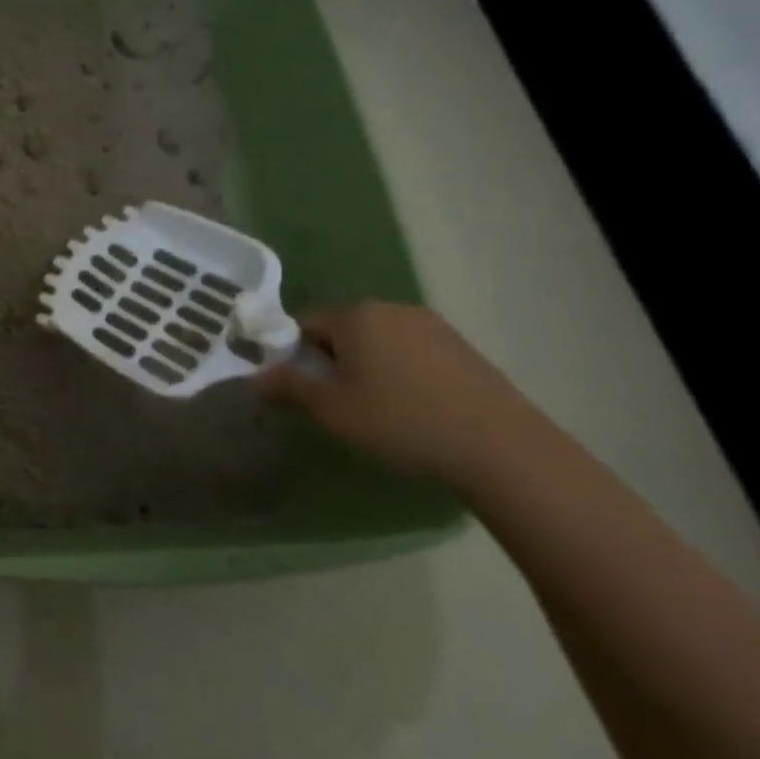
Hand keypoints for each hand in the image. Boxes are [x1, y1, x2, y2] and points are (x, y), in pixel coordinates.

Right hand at [256, 301, 547, 483]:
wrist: (505, 450)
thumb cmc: (403, 423)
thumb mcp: (333, 412)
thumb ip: (288, 388)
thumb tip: (255, 377)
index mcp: (355, 315)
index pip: (303, 323)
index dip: (292, 354)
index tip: (299, 388)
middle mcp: (391, 308)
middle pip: (342, 329)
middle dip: (331, 359)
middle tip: (336, 402)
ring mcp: (432, 326)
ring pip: (378, 340)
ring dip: (367, 366)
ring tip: (377, 409)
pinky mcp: (463, 348)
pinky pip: (411, 351)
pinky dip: (401, 372)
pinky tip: (414, 408)